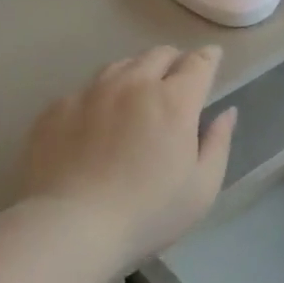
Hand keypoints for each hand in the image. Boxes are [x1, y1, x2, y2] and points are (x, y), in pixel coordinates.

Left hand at [22, 46, 236, 265]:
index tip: (212, 58)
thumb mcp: (201, 188)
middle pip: (159, 54)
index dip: (209, 57)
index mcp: (173, 101)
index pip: (198, 62)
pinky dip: (101, 96)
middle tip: (177, 80)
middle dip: (174, 61)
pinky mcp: (56, 108)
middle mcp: (133, 84)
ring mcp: (90, 92)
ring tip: (137, 93)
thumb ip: (218, 143)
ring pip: (120, 65)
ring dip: (137, 72)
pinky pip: (86, 89)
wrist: (68, 227)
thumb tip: (227, 113)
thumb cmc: (146, 213)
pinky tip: (97, 120)